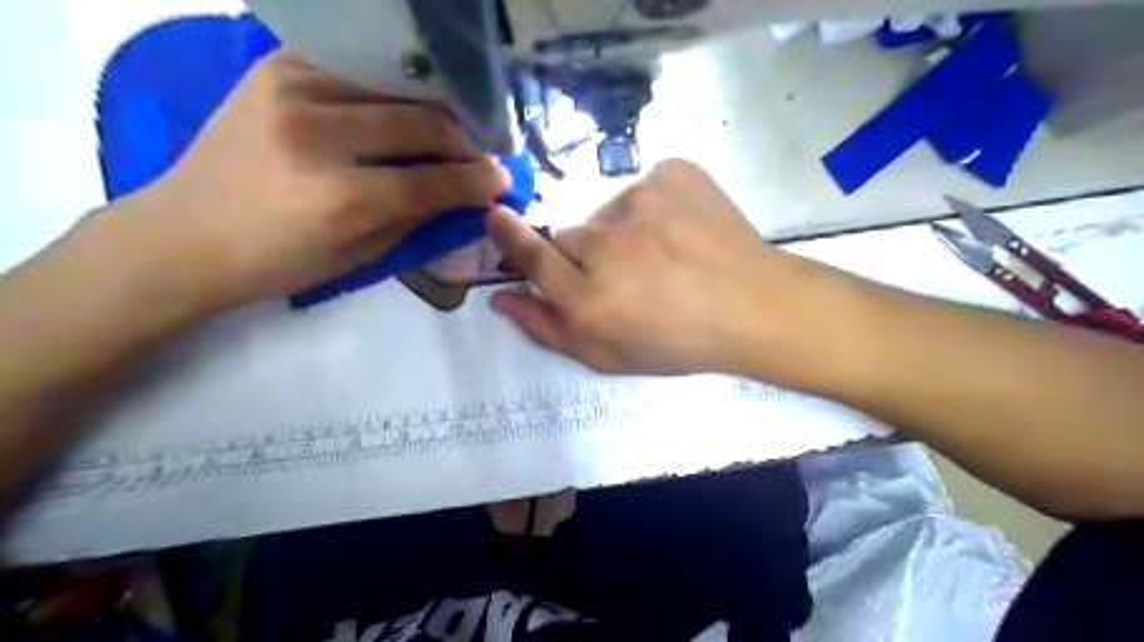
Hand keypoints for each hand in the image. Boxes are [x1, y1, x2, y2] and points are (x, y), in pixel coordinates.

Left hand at [125, 49, 508, 309]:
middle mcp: (317, 136)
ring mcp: (292, 90)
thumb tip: (466, 194)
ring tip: (456, 129)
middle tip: (485, 153)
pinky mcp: (276, 67)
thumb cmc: (279, 262)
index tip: (504, 179)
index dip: (477, 180)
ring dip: (437, 110)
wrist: (185, 233)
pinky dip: (393, 88)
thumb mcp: (360, 256)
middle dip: (467, 141)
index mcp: (340, 198)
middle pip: (422, 124)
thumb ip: (417, 218)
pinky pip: (359, 69)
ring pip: (397, 88)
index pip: (433, 181)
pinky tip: (409, 106)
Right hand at [483, 160, 836, 381]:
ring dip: (623, 231)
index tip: (495, 215)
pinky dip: (654, 207)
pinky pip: (644, 187)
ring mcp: (642, 200)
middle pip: (570, 235)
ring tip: (664, 255)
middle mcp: (607, 244)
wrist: (754, 305)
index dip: (510, 237)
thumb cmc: (678, 341)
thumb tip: (500, 297)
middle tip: (628, 275)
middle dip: (587, 254)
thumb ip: (547, 327)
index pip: (533, 257)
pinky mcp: (672, 173)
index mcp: (590, 298)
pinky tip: (681, 231)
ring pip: (608, 212)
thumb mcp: (607, 355)